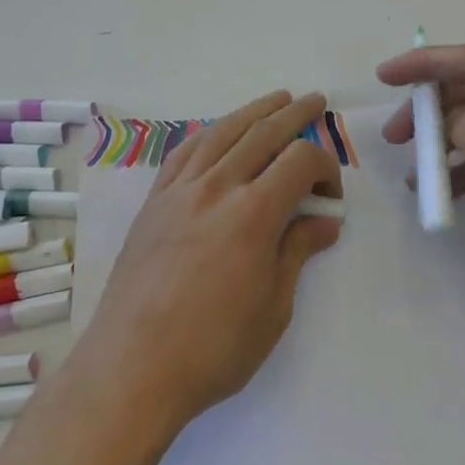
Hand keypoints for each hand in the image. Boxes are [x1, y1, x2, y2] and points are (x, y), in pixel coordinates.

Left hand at [77, 91, 343, 434]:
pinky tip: (218, 131)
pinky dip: (209, 133)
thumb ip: (297, 253)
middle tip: (315, 101)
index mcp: (254, 213)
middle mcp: (217, 187)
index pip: (300, 161)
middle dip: (295, 115)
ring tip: (276, 99)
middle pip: (263, 133)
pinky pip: (185, 151)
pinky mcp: (154, 201)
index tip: (331, 197)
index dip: (326, 168)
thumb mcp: (273, 308)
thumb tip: (325, 223)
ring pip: (222, 132)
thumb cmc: (213, 348)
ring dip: (253, 111)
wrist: (133, 364)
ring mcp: (180, 190)